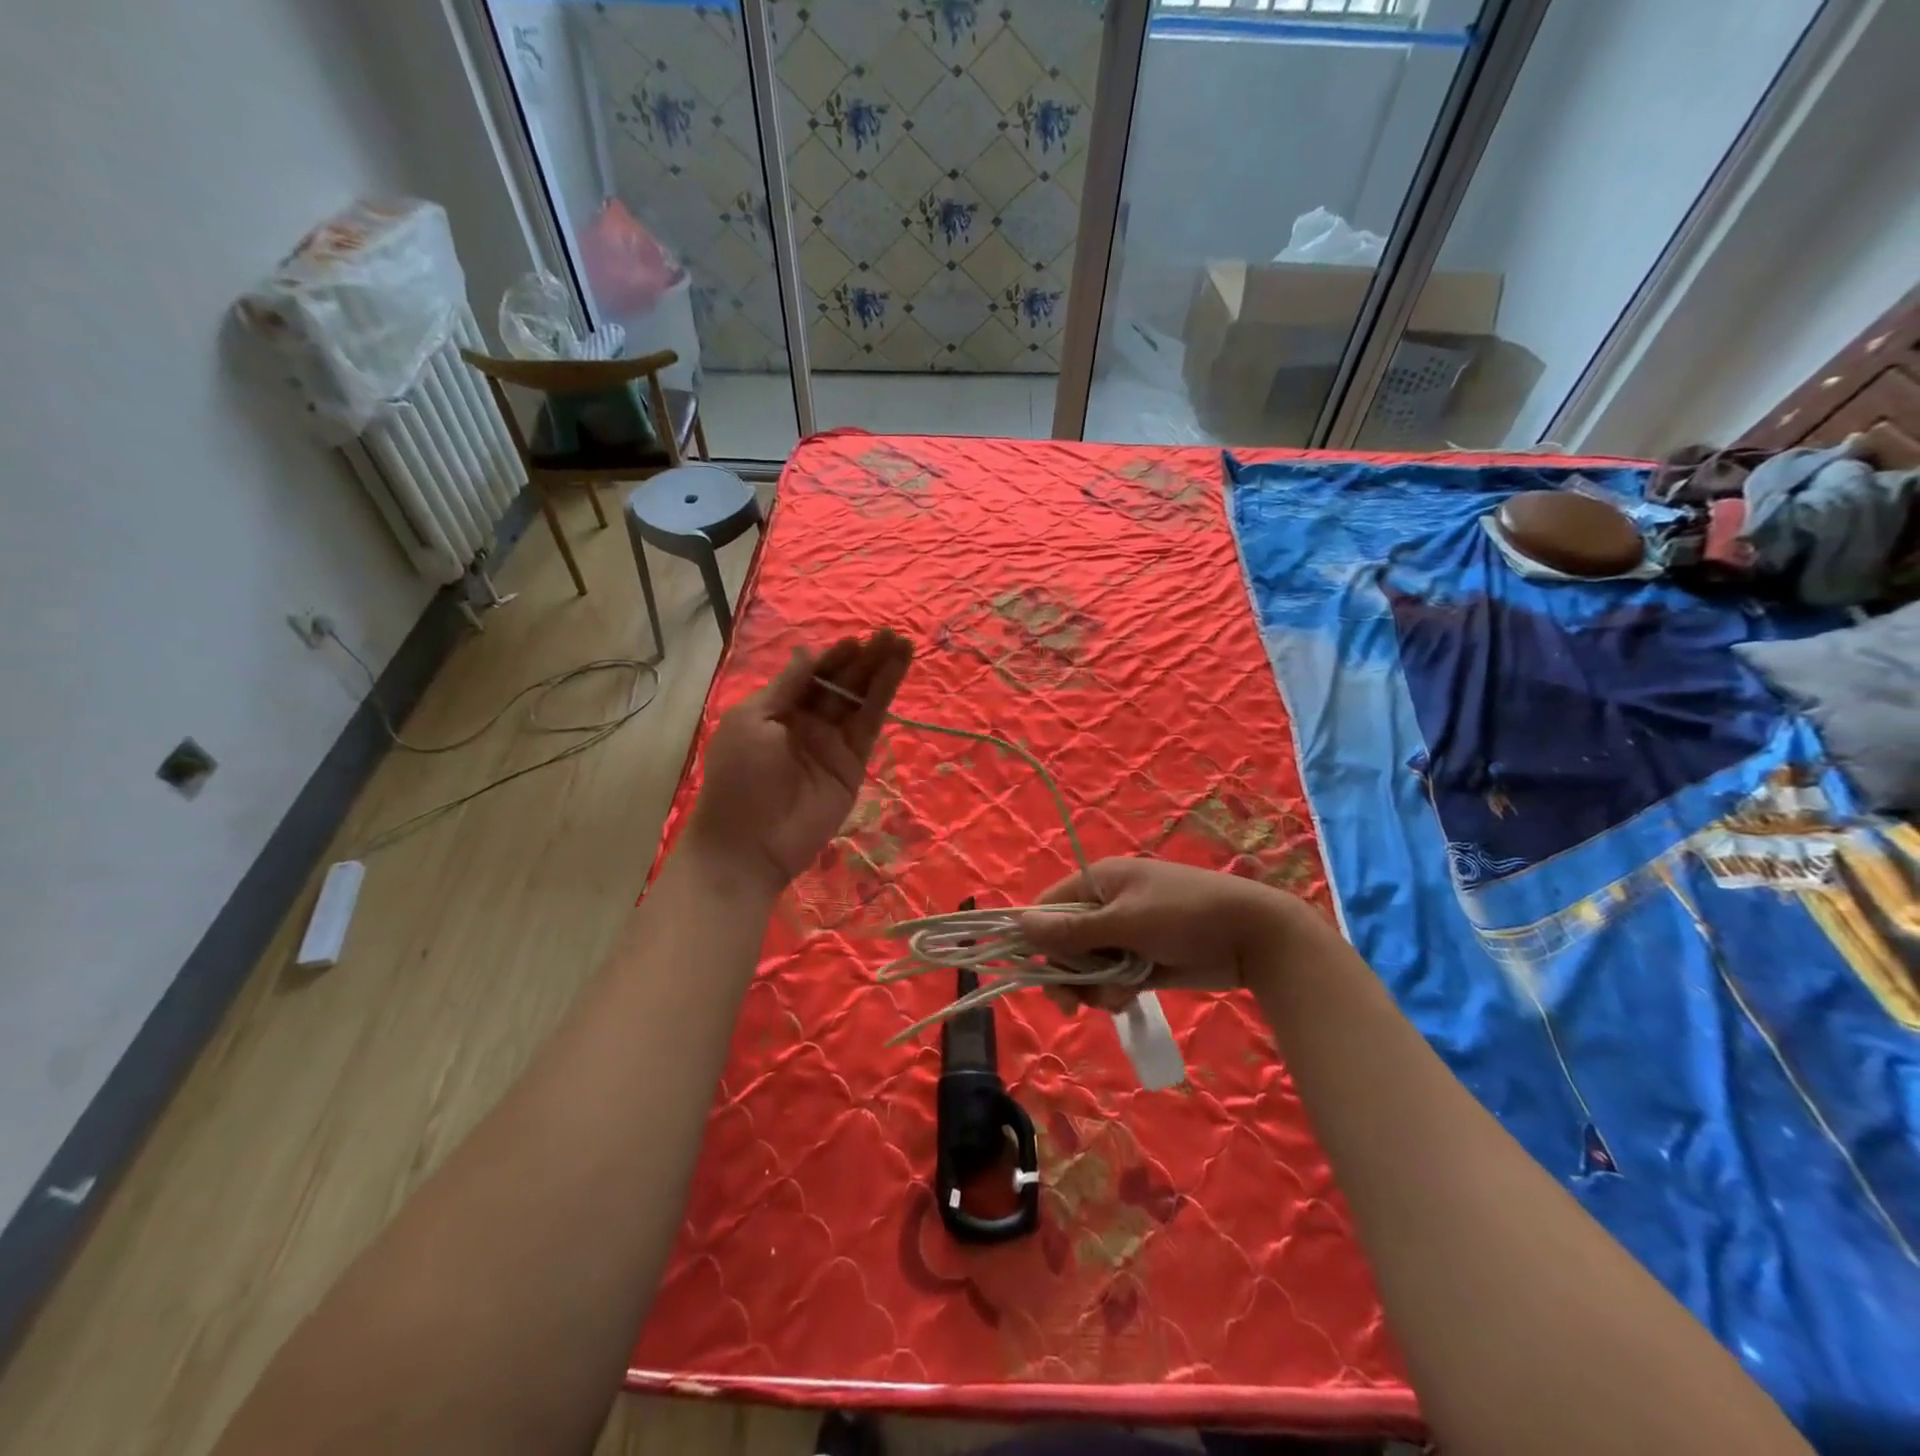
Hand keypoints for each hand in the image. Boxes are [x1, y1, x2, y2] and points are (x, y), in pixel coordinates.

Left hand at [684, 630, 913, 894]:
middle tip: (891, 634)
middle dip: (864, 659)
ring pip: (860, 699)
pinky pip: (870, 725)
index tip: (856, 640)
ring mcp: (832, 743)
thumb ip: (787, 686)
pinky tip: (897, 672)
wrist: (750, 842)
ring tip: (904, 643)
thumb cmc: (740, 776)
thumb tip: (809, 652)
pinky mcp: (853, 763)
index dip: (834, 657)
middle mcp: (807, 722)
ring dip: (881, 672)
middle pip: (840, 683)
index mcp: (777, 709)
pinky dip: (884, 698)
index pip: (811, 675)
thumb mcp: (753, 721)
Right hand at [1017, 857, 1319, 1010]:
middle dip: (1068, 972)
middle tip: (1071, 1001)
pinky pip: (1111, 978)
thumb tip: (1020, 925)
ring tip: (1117, 995)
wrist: (1253, 936)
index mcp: (1098, 882)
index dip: (1037, 937)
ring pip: (1087, 966)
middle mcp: (1106, 905)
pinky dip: (1115, 990)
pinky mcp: (1142, 959)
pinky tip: (1130, 997)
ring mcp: (1125, 934)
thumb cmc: (1185, 915)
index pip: (1048, 907)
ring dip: (1093, 986)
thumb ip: (1073, 929)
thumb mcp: (1126, 921)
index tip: (1034, 970)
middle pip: (1064, 942)